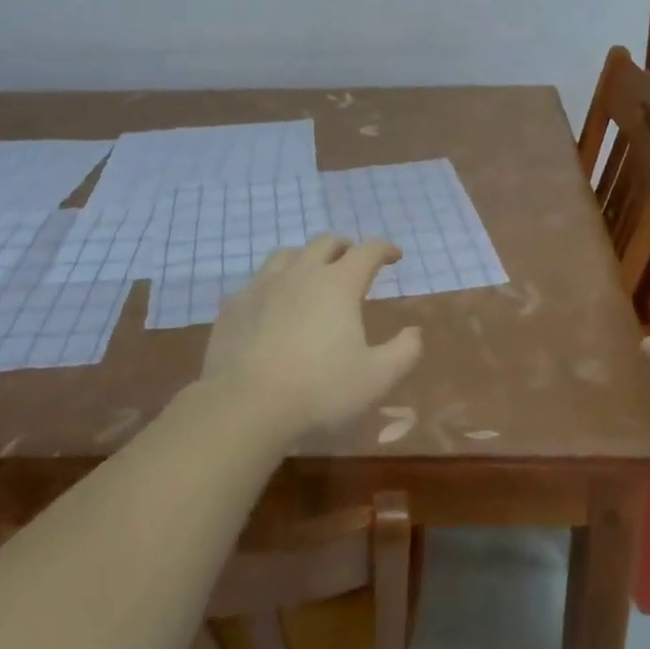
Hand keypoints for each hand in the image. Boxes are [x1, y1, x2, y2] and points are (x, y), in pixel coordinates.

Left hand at [202, 234, 422, 441]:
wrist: (245, 406)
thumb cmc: (320, 391)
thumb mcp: (377, 379)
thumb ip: (404, 352)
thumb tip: (415, 332)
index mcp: (339, 284)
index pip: (367, 251)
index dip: (384, 249)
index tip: (394, 256)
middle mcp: (301, 273)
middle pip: (326, 242)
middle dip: (345, 247)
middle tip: (353, 262)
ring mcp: (262, 285)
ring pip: (287, 254)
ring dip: (306, 258)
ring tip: (311, 275)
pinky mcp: (234, 305)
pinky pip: (256, 282)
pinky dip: (273, 285)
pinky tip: (272, 305)